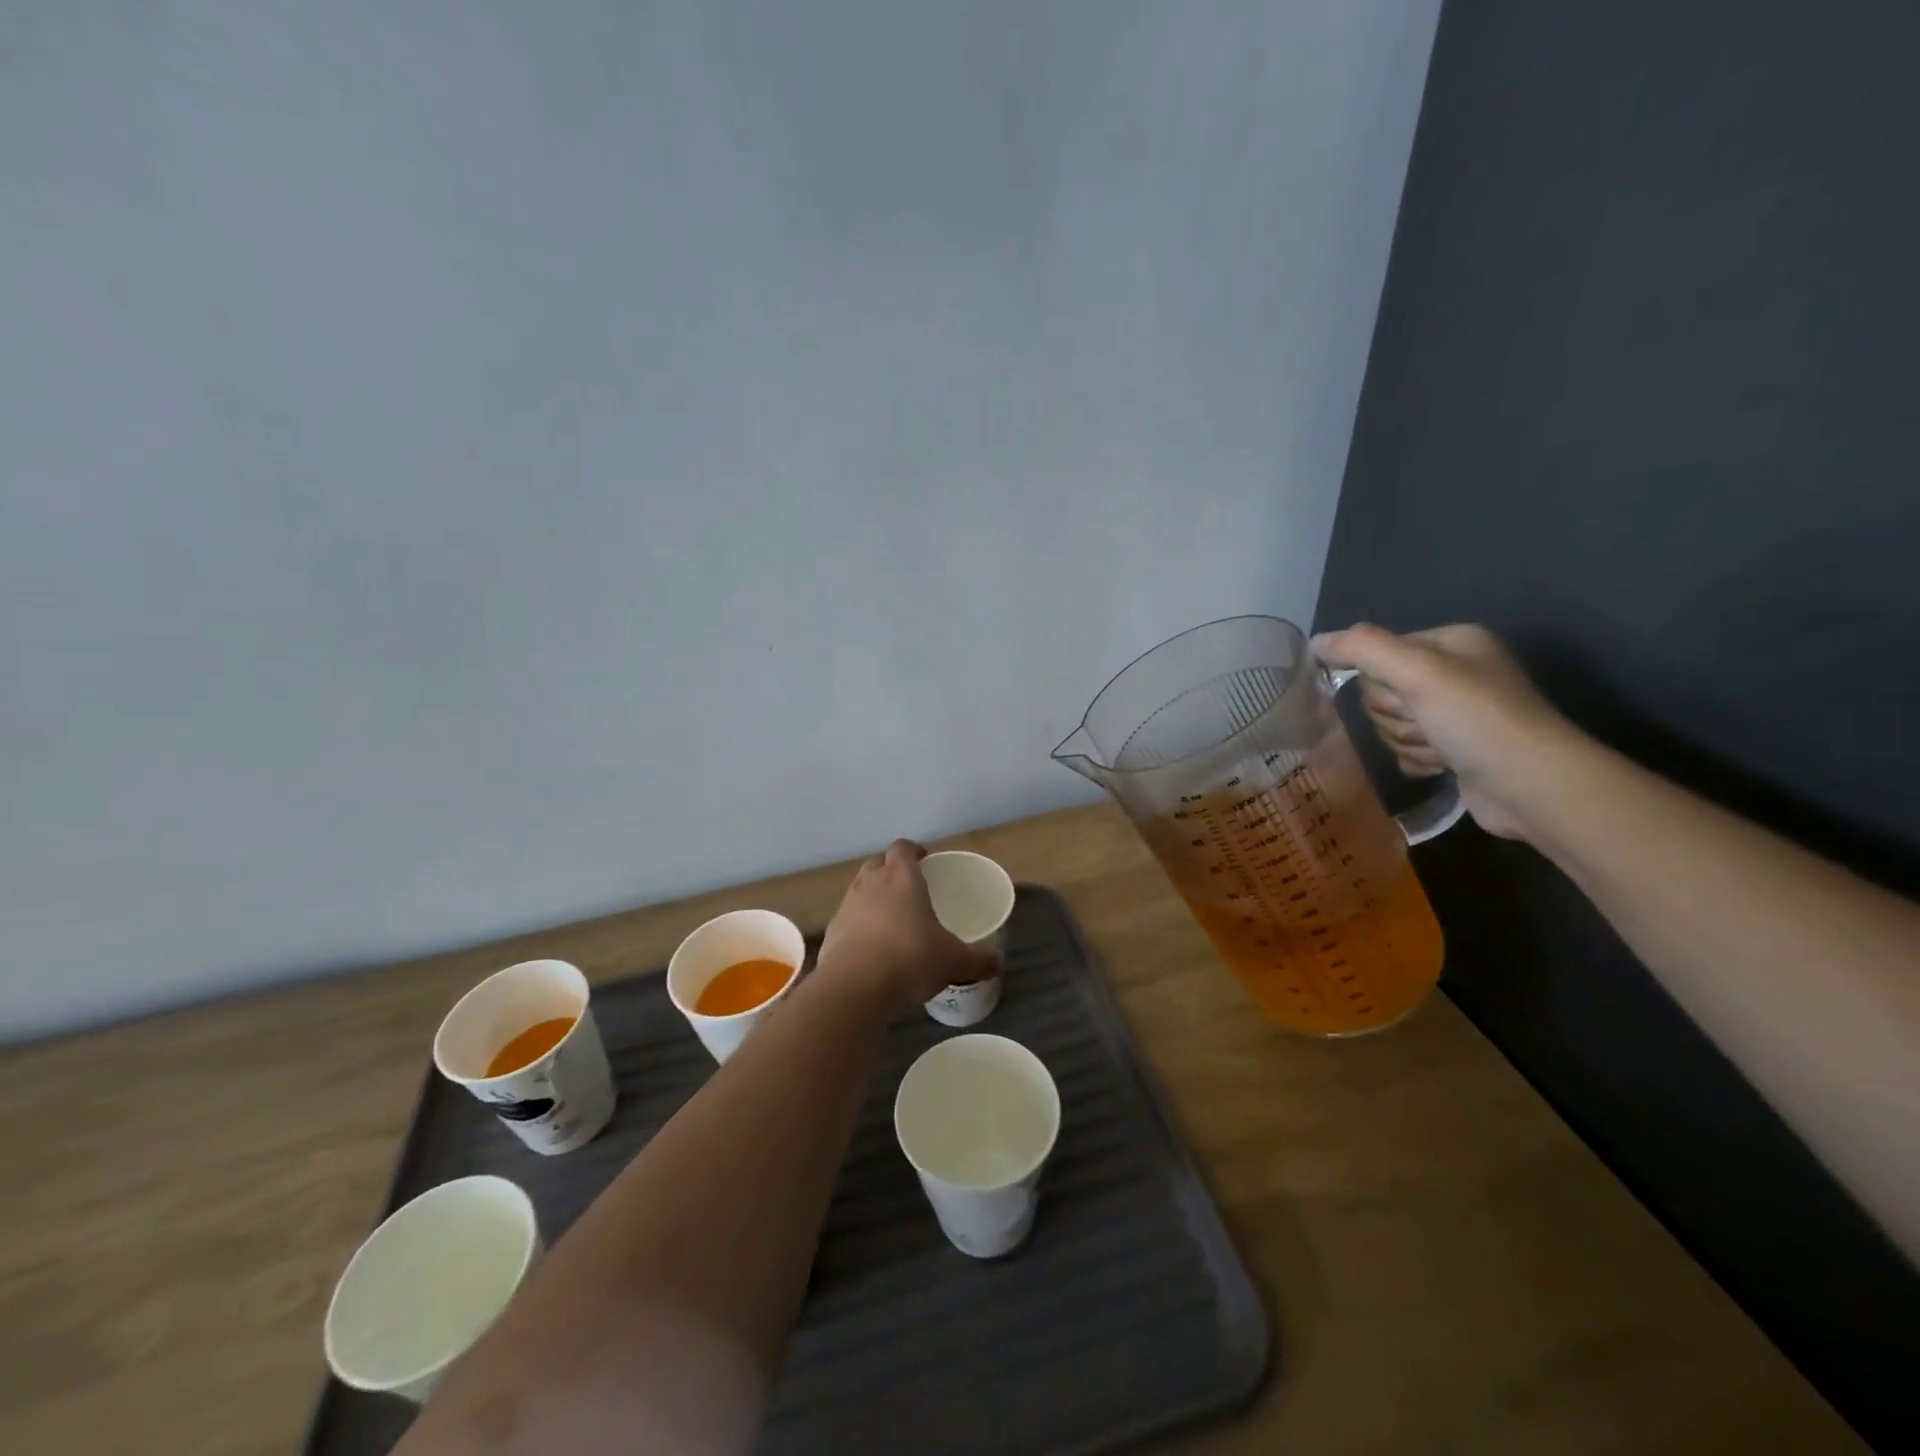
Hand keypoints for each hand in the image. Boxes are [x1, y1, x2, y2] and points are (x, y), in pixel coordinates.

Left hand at [817, 840, 1000, 1010]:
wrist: (854, 989)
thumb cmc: (910, 960)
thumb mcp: (953, 961)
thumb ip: (977, 959)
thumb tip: (998, 962)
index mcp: (902, 878)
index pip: (903, 848)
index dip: (913, 850)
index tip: (924, 859)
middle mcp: (871, 884)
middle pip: (878, 863)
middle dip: (890, 869)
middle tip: (908, 885)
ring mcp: (847, 907)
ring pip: (859, 889)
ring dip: (872, 896)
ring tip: (889, 917)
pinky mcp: (831, 933)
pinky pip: (847, 919)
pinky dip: (858, 925)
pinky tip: (870, 947)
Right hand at [1310, 623, 1586, 841]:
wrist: (1532, 787)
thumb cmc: (1477, 721)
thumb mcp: (1418, 673)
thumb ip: (1363, 649)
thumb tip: (1315, 641)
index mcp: (1451, 642)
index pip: (1378, 654)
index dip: (1382, 682)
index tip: (1409, 698)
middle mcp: (1453, 672)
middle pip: (1382, 692)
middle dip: (1397, 716)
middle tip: (1428, 725)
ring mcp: (1455, 713)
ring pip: (1392, 723)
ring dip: (1407, 741)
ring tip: (1442, 749)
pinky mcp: (1454, 748)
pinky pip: (1406, 748)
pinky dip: (1417, 759)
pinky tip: (1441, 766)